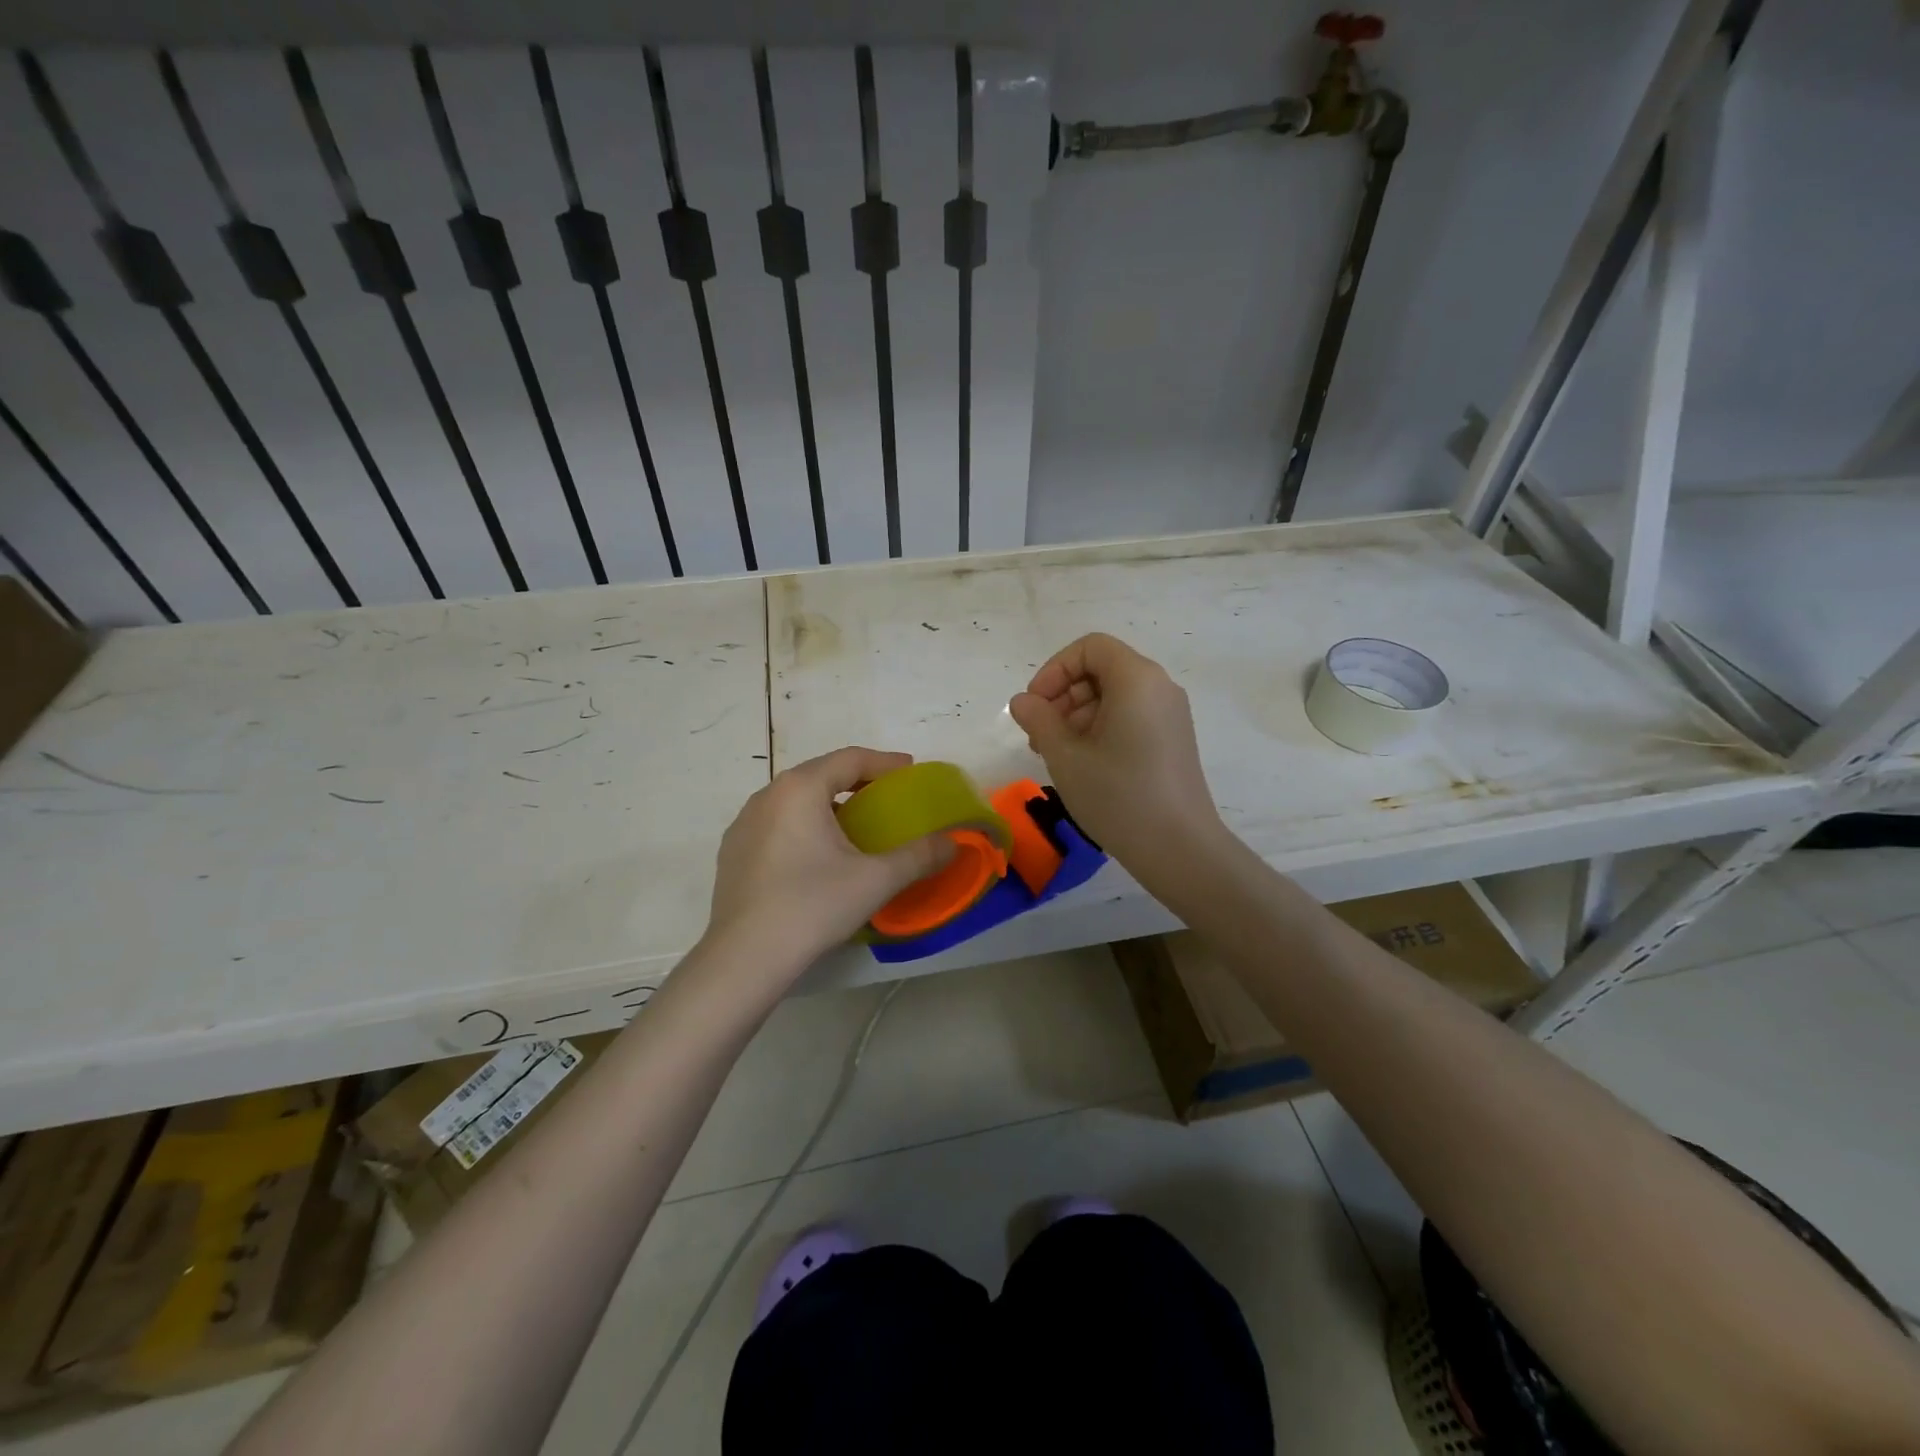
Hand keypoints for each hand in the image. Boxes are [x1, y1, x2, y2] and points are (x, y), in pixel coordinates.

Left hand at [702, 747, 952, 980]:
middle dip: (857, 781)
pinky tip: (817, 856)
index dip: (884, 762)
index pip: (850, 759)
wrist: (744, 959)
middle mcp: (767, 795)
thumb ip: (919, 856)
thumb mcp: (875, 880)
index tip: (910, 771)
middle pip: (820, 774)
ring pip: (795, 800)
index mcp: (800, 789)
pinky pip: (777, 824)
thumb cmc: (812, 906)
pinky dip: (804, 826)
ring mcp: (744, 824)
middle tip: (887, 797)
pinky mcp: (733, 852)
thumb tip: (953, 843)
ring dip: (828, 804)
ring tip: (854, 827)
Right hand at [1008, 634, 1223, 874]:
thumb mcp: (1066, 756)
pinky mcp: (1173, 739)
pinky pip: (1131, 716)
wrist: (1179, 848)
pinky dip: (1101, 728)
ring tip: (1056, 755)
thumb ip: (1038, 719)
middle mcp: (1159, 687)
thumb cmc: (1118, 796)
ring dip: (1077, 715)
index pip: (1090, 648)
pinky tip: (1083, 764)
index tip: (1035, 706)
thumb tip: (1023, 701)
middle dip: (1063, 695)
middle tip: (1039, 736)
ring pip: (1114, 695)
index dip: (1054, 670)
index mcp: (1137, 679)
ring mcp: (1170, 714)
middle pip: (1102, 670)